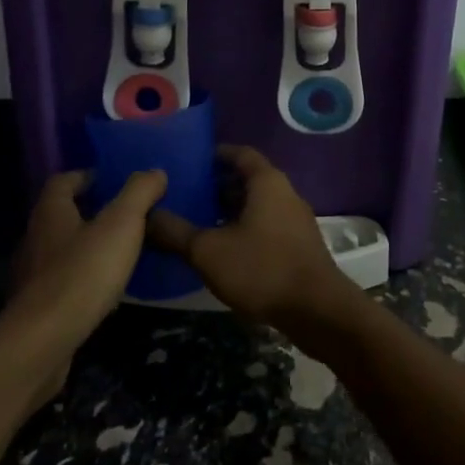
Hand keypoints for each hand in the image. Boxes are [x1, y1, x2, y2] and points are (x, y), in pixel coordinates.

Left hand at [9, 169, 167, 402]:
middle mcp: (35, 238)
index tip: (111, 181)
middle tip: (123, 215)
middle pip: (60, 215)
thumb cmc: (82, 273)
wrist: (42, 342)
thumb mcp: (121, 224)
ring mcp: (32, 276)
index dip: (86, 177)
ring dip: (86, 248)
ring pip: (61, 250)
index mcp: (50, 212)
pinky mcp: (36, 309)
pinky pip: (62, 283)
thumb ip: (139, 193)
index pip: (62, 181)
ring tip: (119, 253)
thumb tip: (155, 171)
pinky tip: (104, 292)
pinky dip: (82, 279)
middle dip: (89, 212)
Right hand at [146, 146, 357, 327]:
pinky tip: (222, 249)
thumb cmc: (261, 269)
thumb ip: (175, 232)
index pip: (240, 153)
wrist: (317, 310)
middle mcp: (284, 193)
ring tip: (197, 221)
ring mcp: (294, 220)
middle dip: (217, 184)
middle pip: (248, 179)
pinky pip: (266, 225)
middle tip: (186, 194)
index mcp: (267, 182)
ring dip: (230, 210)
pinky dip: (243, 228)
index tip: (190, 161)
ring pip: (257, 204)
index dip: (215, 154)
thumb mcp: (208, 251)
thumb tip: (147, 215)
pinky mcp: (298, 245)